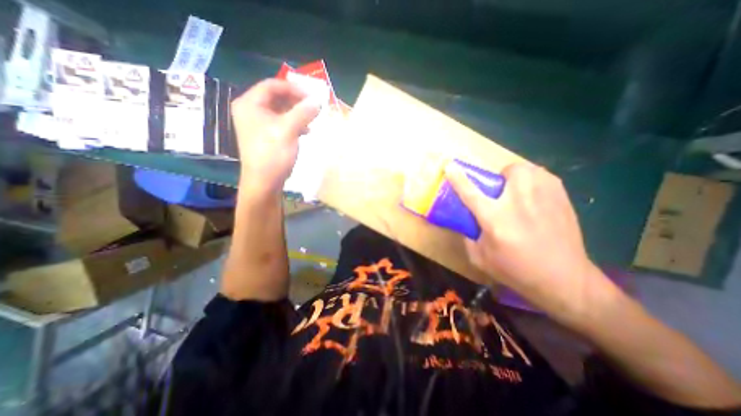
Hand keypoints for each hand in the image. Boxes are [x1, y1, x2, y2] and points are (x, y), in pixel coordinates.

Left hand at [231, 78, 321, 194]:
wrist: (264, 182)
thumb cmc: (272, 154)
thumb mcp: (288, 130)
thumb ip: (303, 112)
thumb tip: (318, 101)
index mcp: (250, 104)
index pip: (272, 85)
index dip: (293, 88)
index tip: (312, 96)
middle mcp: (251, 110)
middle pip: (276, 97)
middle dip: (297, 101)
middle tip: (314, 106)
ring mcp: (258, 124)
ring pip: (281, 111)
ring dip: (297, 113)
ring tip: (312, 119)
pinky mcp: (266, 136)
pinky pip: (282, 123)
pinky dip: (294, 123)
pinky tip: (306, 130)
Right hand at [445, 163, 607, 321]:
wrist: (564, 280)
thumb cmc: (516, 270)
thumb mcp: (480, 258)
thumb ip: (468, 236)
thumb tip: (467, 220)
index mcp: (495, 219)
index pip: (471, 193)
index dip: (458, 178)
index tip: (449, 165)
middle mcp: (519, 203)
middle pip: (509, 171)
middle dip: (501, 176)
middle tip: (500, 191)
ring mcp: (544, 198)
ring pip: (529, 169)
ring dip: (518, 177)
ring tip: (518, 193)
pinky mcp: (562, 199)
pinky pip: (544, 177)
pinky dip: (535, 182)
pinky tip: (535, 198)